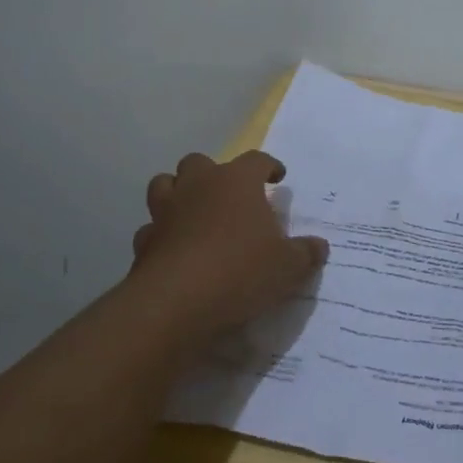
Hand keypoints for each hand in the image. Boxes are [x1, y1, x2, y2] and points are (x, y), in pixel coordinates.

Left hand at [130, 150, 328, 333]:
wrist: (176, 303)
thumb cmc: (241, 271)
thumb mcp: (288, 266)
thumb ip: (306, 253)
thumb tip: (319, 246)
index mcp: (236, 182)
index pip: (256, 159)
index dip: (268, 166)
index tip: (277, 177)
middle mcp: (198, 186)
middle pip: (200, 163)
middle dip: (213, 175)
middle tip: (230, 196)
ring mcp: (165, 212)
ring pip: (164, 185)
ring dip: (178, 194)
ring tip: (195, 213)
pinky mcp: (143, 242)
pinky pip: (151, 229)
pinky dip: (162, 235)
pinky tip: (174, 250)